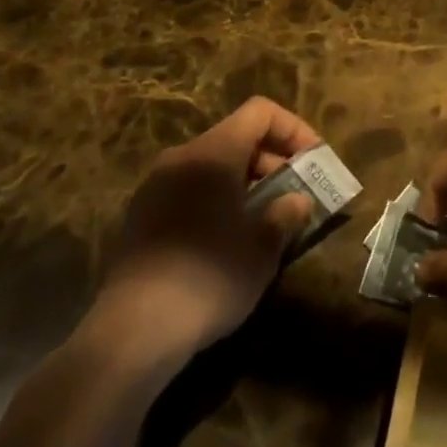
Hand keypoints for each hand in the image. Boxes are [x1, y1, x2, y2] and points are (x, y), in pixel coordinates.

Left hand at [96, 97, 321, 360]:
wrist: (132, 333)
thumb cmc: (209, 277)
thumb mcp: (261, 249)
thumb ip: (285, 215)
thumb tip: (297, 201)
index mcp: (214, 152)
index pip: (260, 112)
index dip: (293, 129)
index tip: (313, 161)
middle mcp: (182, 156)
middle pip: (235, 138)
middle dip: (270, 161)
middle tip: (294, 195)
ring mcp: (154, 186)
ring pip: (210, 167)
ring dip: (242, 183)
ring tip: (263, 221)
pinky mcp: (138, 217)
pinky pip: (188, 191)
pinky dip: (214, 201)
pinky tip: (224, 242)